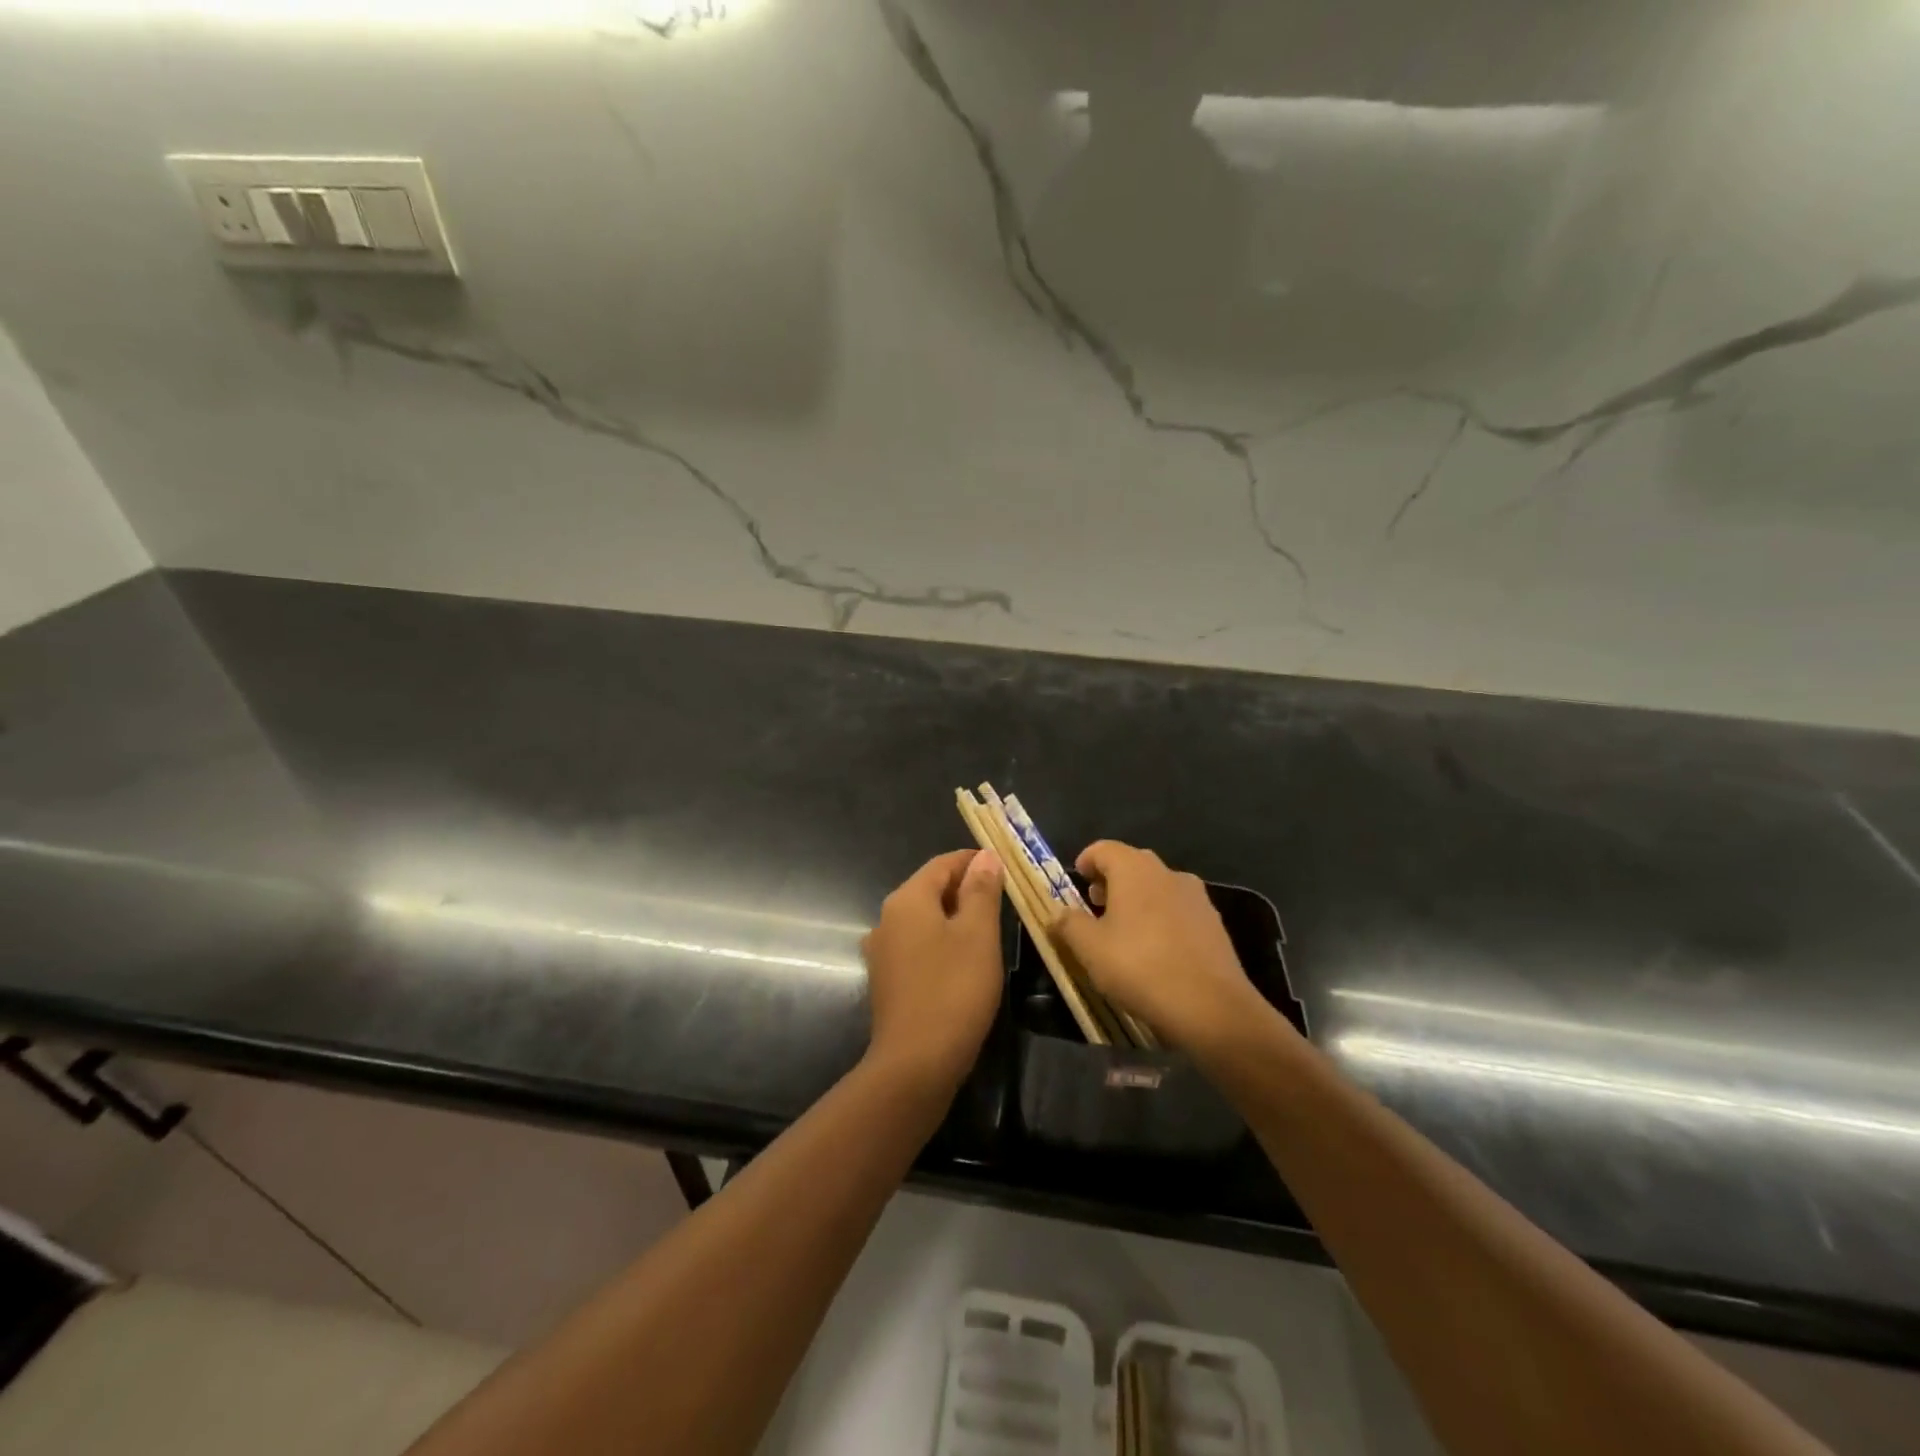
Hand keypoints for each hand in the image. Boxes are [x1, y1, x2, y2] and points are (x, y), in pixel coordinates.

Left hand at [861, 848, 1005, 1094]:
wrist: (915, 1063)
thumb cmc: (954, 989)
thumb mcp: (978, 934)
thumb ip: (982, 890)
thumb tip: (985, 857)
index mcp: (907, 900)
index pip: (942, 864)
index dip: (973, 861)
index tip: (1005, 867)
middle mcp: (887, 918)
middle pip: (930, 889)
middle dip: (965, 888)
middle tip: (1003, 898)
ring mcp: (883, 951)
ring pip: (924, 919)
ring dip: (954, 917)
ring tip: (988, 928)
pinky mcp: (887, 980)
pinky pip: (917, 945)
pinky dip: (941, 942)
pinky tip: (963, 960)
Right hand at [1051, 841, 1271, 1054]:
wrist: (1211, 1007)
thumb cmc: (1140, 967)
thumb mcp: (1090, 949)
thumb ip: (1069, 925)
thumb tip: (1057, 913)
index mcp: (1134, 869)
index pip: (1103, 849)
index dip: (1086, 862)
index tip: (1076, 883)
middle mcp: (1167, 872)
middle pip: (1132, 864)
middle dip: (1111, 881)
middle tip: (1095, 907)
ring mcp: (1196, 896)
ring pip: (1157, 887)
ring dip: (1137, 900)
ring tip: (1124, 932)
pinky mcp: (1214, 922)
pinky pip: (1178, 909)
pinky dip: (1161, 918)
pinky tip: (1156, 950)